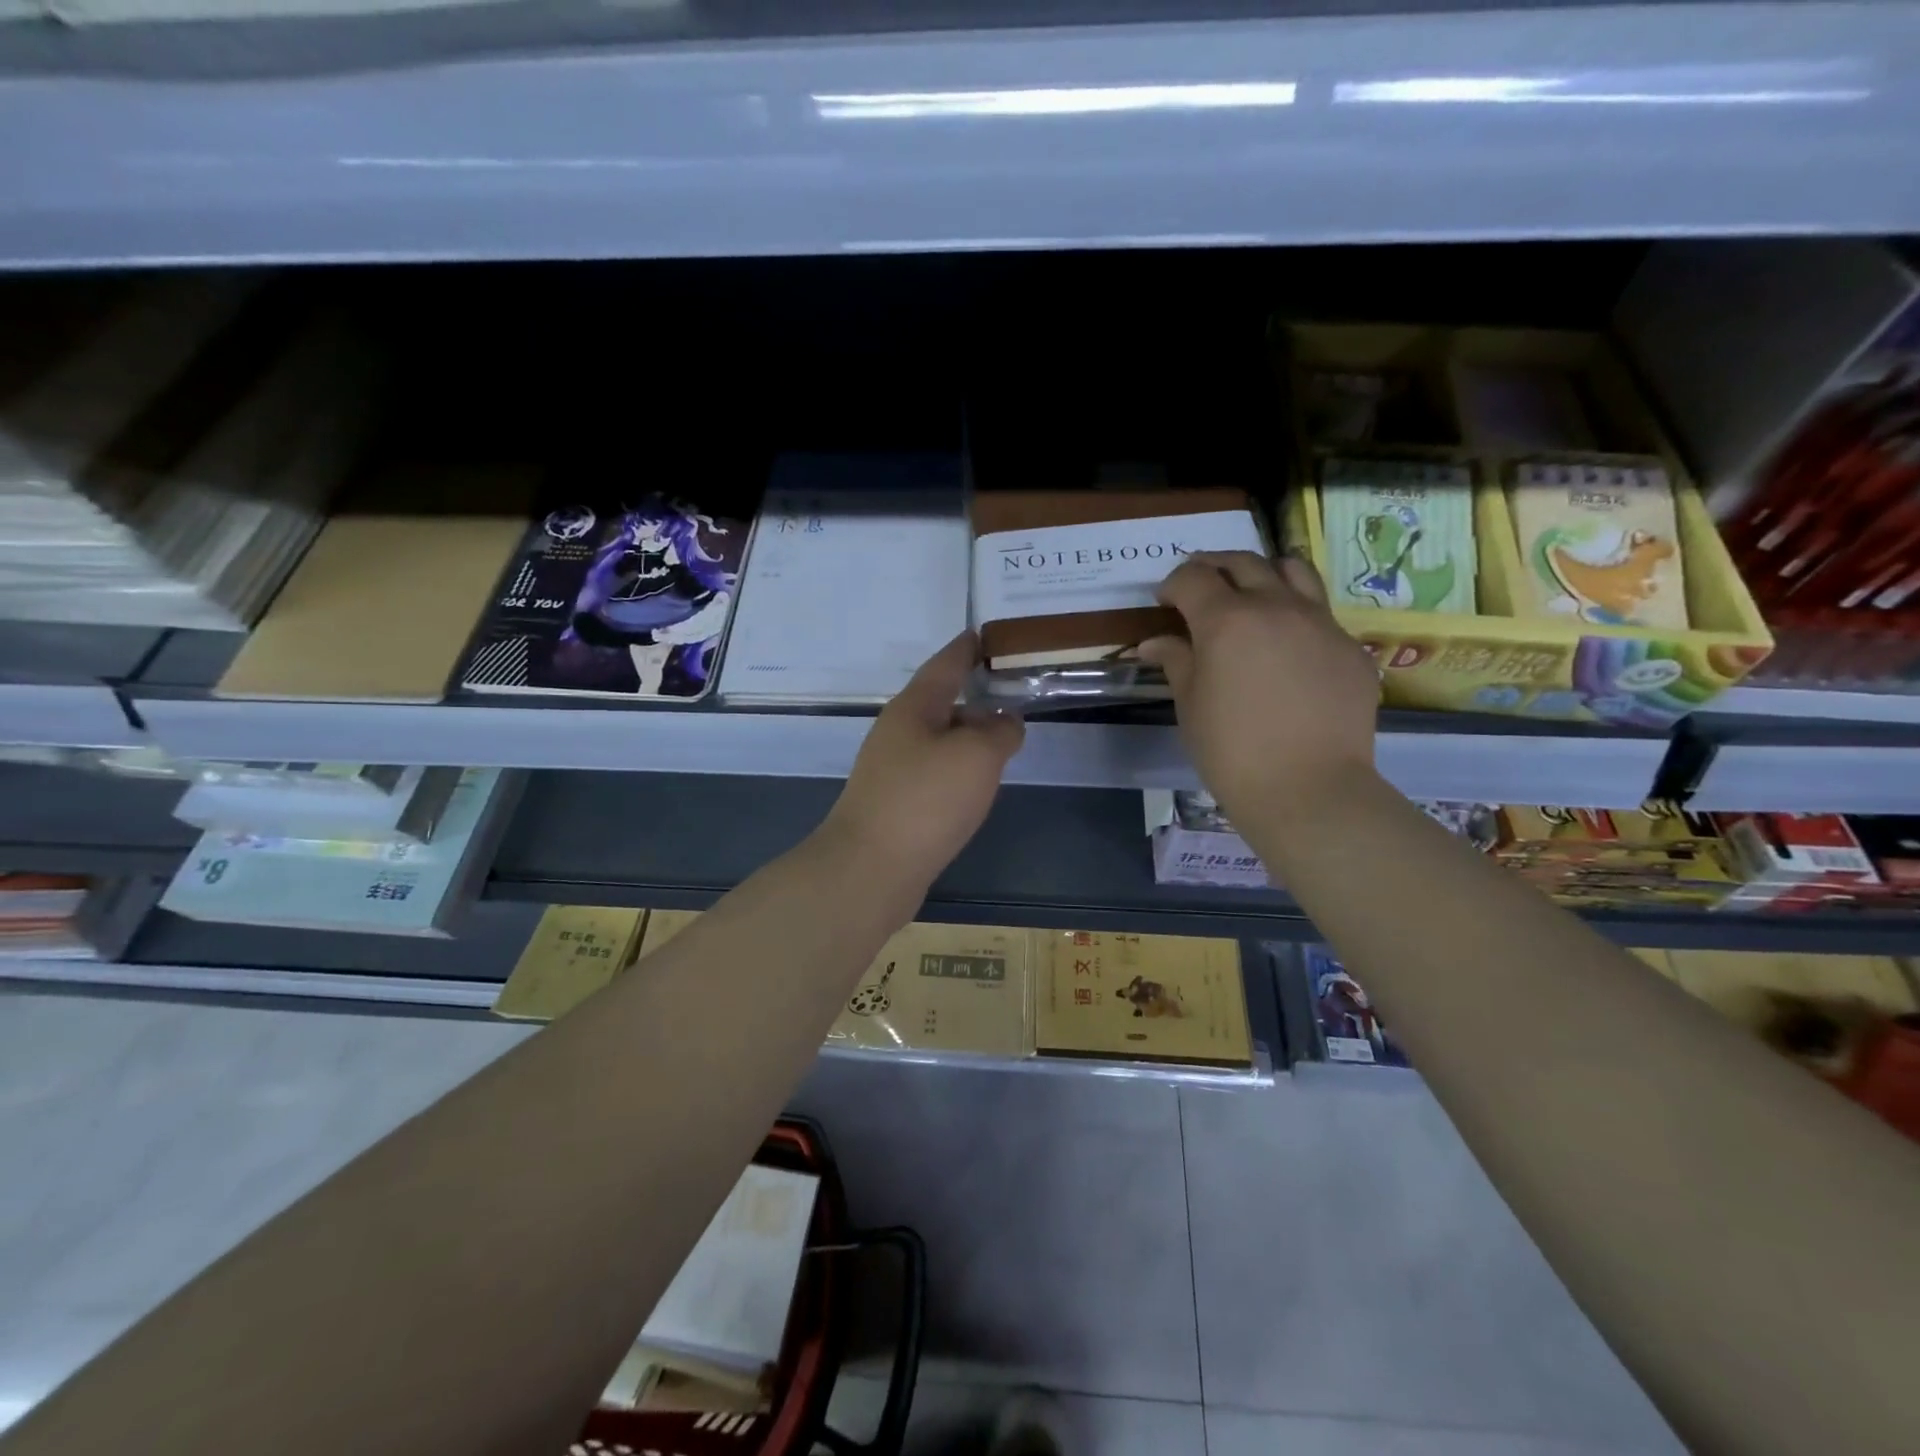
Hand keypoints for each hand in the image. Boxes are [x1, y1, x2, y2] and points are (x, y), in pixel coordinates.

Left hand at [822, 632, 1024, 890]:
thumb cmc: (925, 800)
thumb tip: (1006, 722)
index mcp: (914, 708)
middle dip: (976, 695)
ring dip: (970, 735)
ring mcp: (893, 769)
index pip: (946, 664)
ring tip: (1005, 737)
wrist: (870, 869)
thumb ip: (1000, 731)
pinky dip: (961, 768)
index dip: (968, 647)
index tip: (987, 633)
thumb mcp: (976, 756)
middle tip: (1014, 690)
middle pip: (942, 702)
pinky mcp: (897, 803)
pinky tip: (977, 783)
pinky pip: (936, 772)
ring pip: (940, 740)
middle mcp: (898, 732)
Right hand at [1139, 551, 1379, 824]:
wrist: (1308, 789)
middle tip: (1199, 585)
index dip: (1173, 583)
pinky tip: (1287, 647)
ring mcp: (1321, 623)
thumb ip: (1176, 661)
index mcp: (1227, 620)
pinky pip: (1320, 614)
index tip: (1164, 601)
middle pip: (1242, 562)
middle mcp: (1276, 607)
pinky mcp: (1351, 647)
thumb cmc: (1231, 751)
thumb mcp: (1190, 705)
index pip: (1193, 578)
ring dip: (1263, 573)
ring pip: (1293, 571)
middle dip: (1213, 566)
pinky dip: (1296, 614)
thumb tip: (1155, 643)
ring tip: (1251, 594)